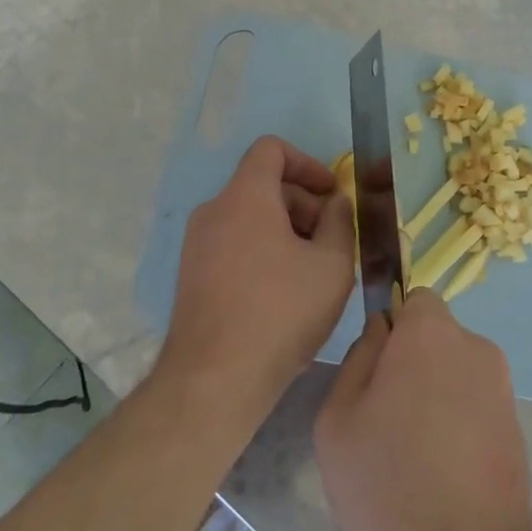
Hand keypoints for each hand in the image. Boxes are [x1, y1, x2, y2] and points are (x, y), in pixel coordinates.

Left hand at [158, 135, 355, 412]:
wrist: (214, 381)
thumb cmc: (281, 312)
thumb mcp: (331, 264)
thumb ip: (340, 221)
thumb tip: (334, 203)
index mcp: (245, 196)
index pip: (271, 149)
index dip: (307, 163)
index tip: (332, 194)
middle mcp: (214, 210)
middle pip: (263, 185)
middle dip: (303, 203)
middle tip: (333, 241)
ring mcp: (197, 245)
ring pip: (250, 217)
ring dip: (286, 230)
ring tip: (313, 271)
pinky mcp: (192, 276)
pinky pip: (234, 244)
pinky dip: (263, 251)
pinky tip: (285, 293)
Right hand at [315, 289, 531, 530]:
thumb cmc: (386, 486)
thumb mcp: (338, 418)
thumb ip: (358, 357)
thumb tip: (382, 332)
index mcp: (431, 334)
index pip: (415, 300)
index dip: (393, 328)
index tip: (376, 371)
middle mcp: (476, 347)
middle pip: (437, 337)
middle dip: (413, 362)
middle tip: (386, 417)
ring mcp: (503, 389)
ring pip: (457, 372)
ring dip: (437, 394)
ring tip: (413, 453)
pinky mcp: (518, 429)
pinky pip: (477, 406)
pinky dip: (459, 424)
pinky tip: (442, 474)